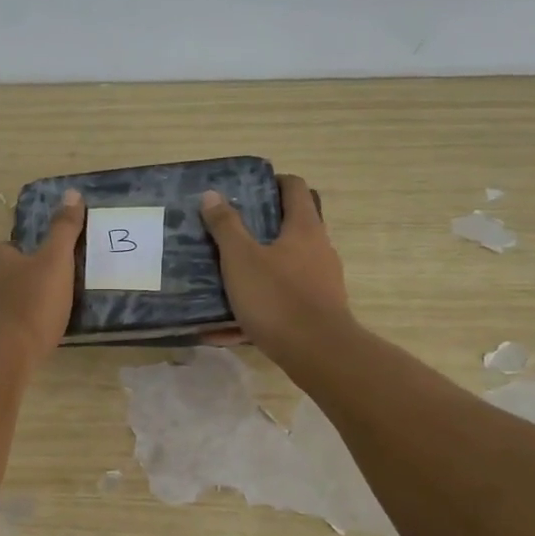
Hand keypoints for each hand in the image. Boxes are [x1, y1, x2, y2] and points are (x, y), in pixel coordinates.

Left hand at [0, 189, 84, 361]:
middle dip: (27, 282)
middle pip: (8, 274)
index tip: (56, 274)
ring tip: (46, 319)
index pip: (16, 248)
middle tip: (55, 297)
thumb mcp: (56, 261)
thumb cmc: (32, 303)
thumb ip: (64, 229)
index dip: (37, 260)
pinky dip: (13, 327)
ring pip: (2, 299)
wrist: (5, 355)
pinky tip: (31, 337)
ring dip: (20, 306)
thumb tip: (72, 193)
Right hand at [199, 175, 352, 361]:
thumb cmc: (277, 297)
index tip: (248, 188)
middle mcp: (319, 249)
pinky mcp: (317, 310)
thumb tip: (212, 195)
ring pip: (286, 266)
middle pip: (292, 227)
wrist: (318, 352)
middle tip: (230, 231)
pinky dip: (258, 305)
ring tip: (226, 277)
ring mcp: (322, 281)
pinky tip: (226, 328)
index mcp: (304, 228)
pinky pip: (282, 300)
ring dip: (258, 267)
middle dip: (261, 228)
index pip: (294, 188)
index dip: (273, 182)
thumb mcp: (241, 259)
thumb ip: (225, 226)